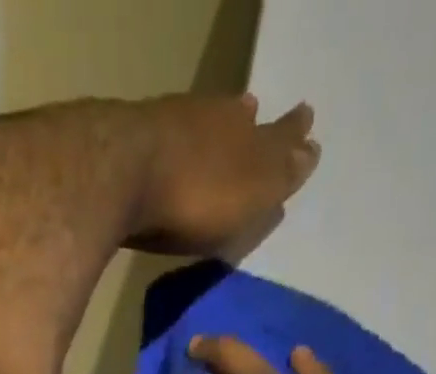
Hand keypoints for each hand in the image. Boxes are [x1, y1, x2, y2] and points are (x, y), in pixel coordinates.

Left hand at [126, 96, 319, 255]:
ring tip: (231, 119)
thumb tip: (310, 149)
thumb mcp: (251, 195)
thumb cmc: (197, 198)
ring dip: (221, 123)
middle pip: (243, 121)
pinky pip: (174, 133)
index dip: (294, 137)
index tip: (307, 128)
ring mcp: (177, 122)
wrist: (125, 173)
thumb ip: (280, 173)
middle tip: (260, 113)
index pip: (281, 136)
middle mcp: (219, 119)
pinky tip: (181, 140)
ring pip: (209, 120)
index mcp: (252, 137)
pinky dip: (185, 136)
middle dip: (256, 124)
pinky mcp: (139, 136)